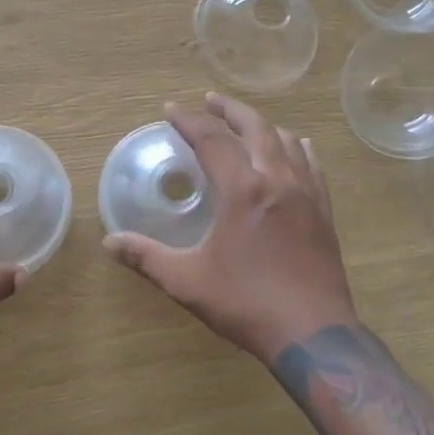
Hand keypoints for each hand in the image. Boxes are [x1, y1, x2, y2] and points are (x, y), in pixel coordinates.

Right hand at [104, 93, 355, 361]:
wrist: (313, 333)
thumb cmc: (246, 303)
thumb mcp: (187, 282)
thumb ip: (147, 257)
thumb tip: (109, 242)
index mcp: (242, 189)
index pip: (211, 140)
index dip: (188, 121)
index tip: (171, 110)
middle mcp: (276, 179)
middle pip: (254, 127)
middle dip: (229, 110)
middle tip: (209, 101)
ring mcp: (306, 193)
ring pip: (286, 140)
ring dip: (262, 125)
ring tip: (245, 124)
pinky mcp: (324, 210)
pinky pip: (312, 164)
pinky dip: (297, 147)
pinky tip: (296, 147)